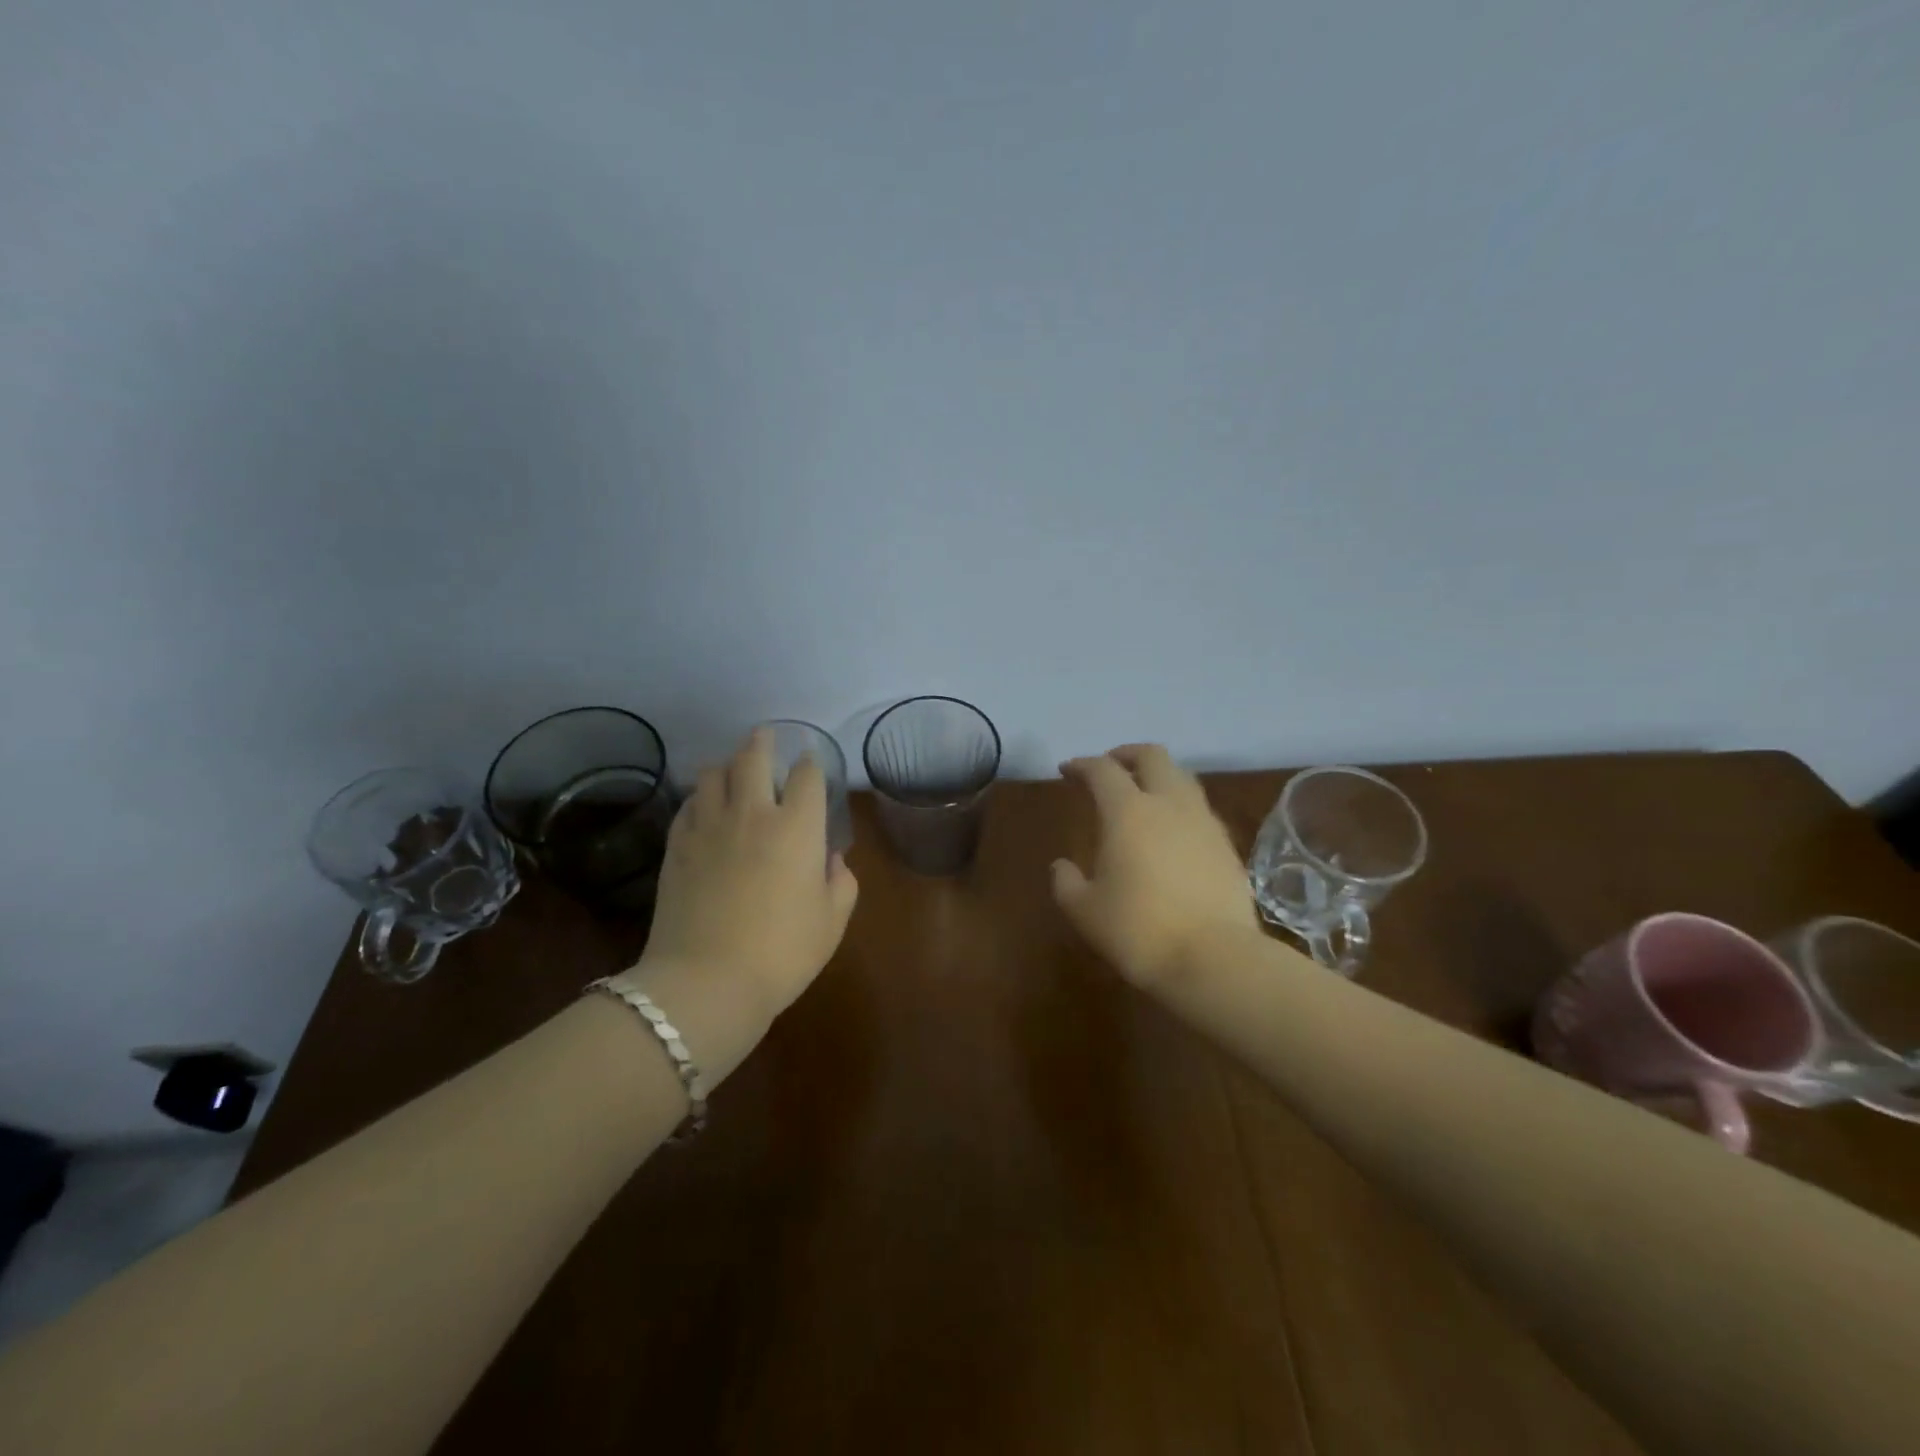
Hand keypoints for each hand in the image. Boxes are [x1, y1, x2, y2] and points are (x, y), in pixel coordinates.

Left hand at [640, 728, 858, 1019]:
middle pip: (752, 757)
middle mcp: (752, 813)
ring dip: (727, 766)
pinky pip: (689, 805)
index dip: (812, 764)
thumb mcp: (831, 922)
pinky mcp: (676, 846)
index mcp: (797, 827)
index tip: (812, 765)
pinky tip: (705, 809)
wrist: (706, 982)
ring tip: (733, 771)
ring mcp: (708, 826)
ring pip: (712, 773)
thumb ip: (841, 882)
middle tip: (765, 738)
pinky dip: (701, 798)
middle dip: (762, 742)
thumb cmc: (782, 952)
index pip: (807, 775)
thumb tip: (831, 860)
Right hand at [1052, 744, 1260, 989]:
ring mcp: (1204, 822)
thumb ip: (1066, 883)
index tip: (1067, 770)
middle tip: (1109, 767)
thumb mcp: (1084, 911)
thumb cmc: (1139, 930)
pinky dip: (1179, 806)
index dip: (1081, 765)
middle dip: (1126, 754)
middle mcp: (1169, 804)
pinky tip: (1171, 831)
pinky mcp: (1227, 845)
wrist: (1215, 958)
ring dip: (1158, 776)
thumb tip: (1062, 866)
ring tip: (1142, 795)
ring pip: (1182, 778)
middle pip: (1152, 756)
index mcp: (1128, 811)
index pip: (1102, 770)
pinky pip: (1199, 808)